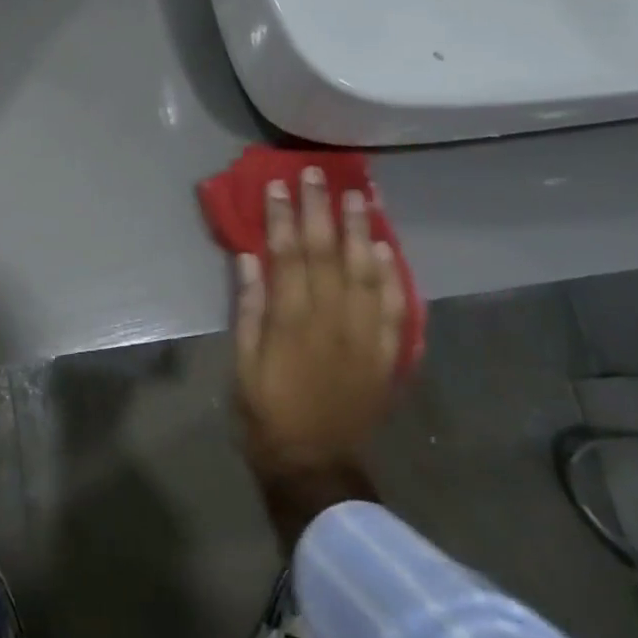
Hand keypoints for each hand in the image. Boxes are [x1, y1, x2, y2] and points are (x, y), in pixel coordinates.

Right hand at [232, 170, 407, 544]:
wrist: (313, 464)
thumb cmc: (264, 410)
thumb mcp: (241, 361)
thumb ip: (249, 308)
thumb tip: (249, 257)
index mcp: (291, 322)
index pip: (287, 255)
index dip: (281, 217)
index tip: (277, 185)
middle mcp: (332, 320)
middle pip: (327, 254)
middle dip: (320, 210)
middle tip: (317, 174)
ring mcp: (365, 337)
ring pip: (367, 272)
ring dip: (362, 231)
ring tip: (358, 195)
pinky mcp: (386, 354)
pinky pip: (395, 308)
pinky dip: (393, 276)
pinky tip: (387, 248)